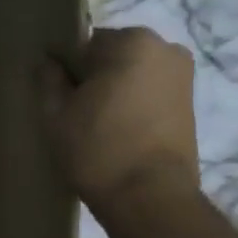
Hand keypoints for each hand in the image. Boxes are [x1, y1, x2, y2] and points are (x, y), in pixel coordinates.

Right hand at [41, 27, 199, 209]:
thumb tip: (48, 62)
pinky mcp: (190, 102)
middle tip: (74, 111)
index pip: (83, 44)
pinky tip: (117, 131)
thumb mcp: (56, 113)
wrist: (148, 197)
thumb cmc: (97, 148)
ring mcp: (182, 75)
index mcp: (131, 41)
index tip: (56, 95)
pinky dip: (131, 103)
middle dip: (92, 76)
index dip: (64, 69)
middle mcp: (164, 48)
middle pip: (110, 55)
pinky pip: (148, 90)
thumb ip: (48, 79)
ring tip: (95, 124)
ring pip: (130, 73)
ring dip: (112, 90)